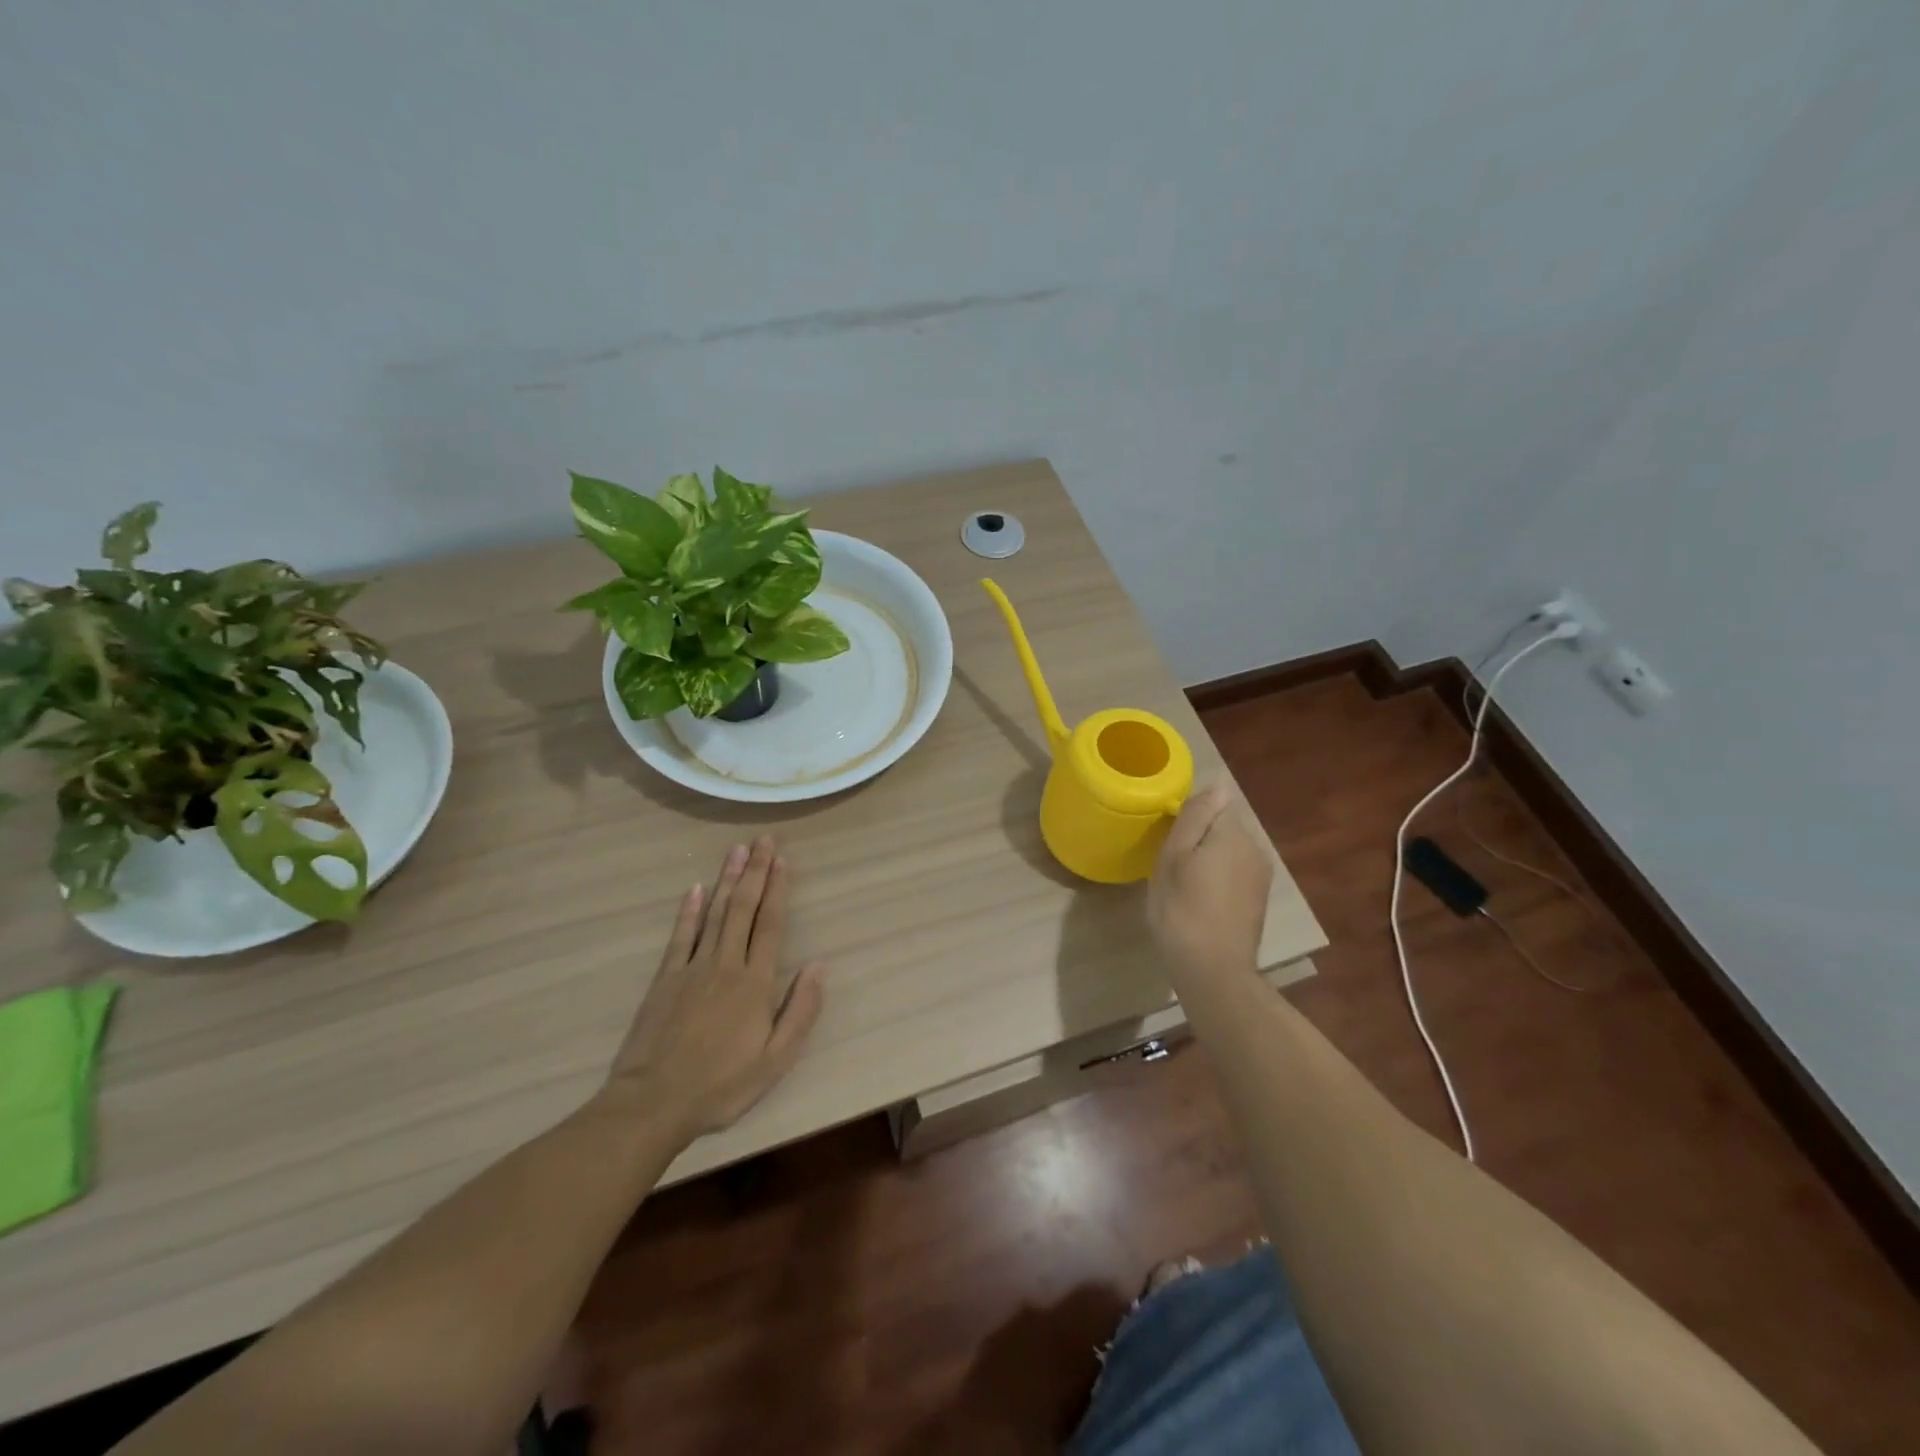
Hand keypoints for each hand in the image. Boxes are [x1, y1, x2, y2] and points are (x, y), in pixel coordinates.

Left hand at [603, 836, 825, 1142]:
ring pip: (715, 913)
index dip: (778, 890)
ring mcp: (692, 968)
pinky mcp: (666, 979)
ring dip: (728, 880)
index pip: (770, 924)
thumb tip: (820, 965)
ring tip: (737, 851)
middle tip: (762, 840)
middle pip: (744, 909)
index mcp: (755, 983)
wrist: (653, 1103)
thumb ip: (800, 1011)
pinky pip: (681, 936)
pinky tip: (696, 889)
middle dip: (755, 872)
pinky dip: (690, 910)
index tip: (782, 859)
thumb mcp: (776, 1061)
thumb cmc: (722, 1086)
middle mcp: (726, 964)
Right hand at [1148, 782, 1272, 988]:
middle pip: (1223, 827)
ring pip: (1228, 851)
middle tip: (1169, 863)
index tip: (1169, 838)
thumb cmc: (1182, 909)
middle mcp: (1255, 848)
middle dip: (1199, 838)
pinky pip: (1234, 873)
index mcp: (1233, 833)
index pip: (1215, 803)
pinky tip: (1199, 901)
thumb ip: (1196, 816)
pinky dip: (1217, 879)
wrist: (1213, 971)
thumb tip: (1217, 782)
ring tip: (1182, 884)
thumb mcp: (1174, 857)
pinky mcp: (1258, 900)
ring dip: (1207, 859)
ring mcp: (1260, 876)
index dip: (1189, 817)